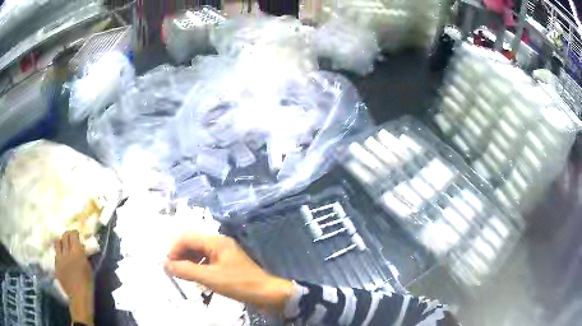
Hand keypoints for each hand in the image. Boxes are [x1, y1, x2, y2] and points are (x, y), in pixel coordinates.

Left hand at [54, 230, 94, 325]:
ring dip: (61, 242)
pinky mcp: (55, 265)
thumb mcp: (88, 268)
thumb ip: (84, 255)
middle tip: (70, 238)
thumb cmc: (87, 283)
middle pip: (64, 236)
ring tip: (64, 246)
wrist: (79, 297)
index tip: (77, 235)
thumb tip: (81, 246)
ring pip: (57, 242)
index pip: (73, 235)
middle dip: (67, 235)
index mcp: (76, 253)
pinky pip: (56, 254)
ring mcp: (59, 259)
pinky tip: (62, 259)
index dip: (74, 233)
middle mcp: (66, 253)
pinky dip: (59, 253)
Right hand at [164, 234, 293, 310]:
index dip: (174, 249)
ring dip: (188, 261)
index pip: (187, 237)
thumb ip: (186, 270)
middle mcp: (219, 243)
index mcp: (216, 242)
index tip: (168, 265)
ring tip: (181, 274)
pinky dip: (197, 266)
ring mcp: (224, 252)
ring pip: (199, 252)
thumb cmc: (239, 284)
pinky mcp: (227, 262)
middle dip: (180, 254)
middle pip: (192, 243)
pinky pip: (207, 260)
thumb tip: (165, 264)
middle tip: (173, 270)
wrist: (267, 293)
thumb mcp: (210, 278)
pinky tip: (195, 276)